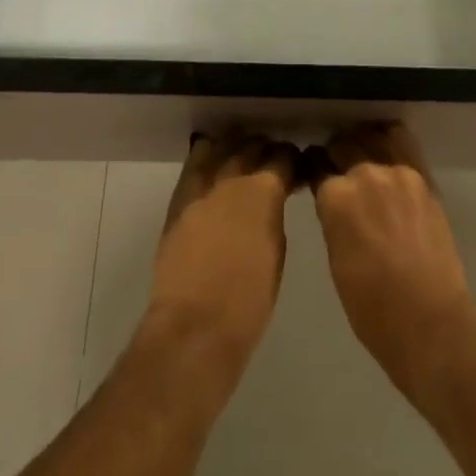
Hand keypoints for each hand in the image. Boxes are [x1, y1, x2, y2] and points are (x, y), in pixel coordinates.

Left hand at [144, 131, 298, 384]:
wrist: (195, 327)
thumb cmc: (249, 301)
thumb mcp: (276, 252)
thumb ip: (274, 215)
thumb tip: (273, 200)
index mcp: (262, 192)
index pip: (282, 158)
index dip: (292, 159)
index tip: (297, 164)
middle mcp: (231, 179)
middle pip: (250, 147)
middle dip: (264, 149)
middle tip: (272, 158)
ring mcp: (201, 189)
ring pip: (218, 149)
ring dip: (233, 147)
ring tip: (241, 153)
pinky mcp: (178, 203)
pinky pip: (193, 167)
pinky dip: (206, 158)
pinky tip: (212, 160)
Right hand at [309, 123, 475, 403]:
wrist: (430, 322)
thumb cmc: (372, 307)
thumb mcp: (336, 259)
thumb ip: (333, 218)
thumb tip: (334, 201)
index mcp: (335, 197)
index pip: (316, 164)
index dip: (313, 168)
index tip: (313, 171)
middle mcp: (363, 173)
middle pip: (342, 144)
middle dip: (335, 153)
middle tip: (337, 166)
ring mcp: (397, 172)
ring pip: (371, 136)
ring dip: (362, 142)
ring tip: (362, 154)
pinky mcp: (423, 177)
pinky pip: (402, 142)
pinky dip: (390, 140)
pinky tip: (386, 148)